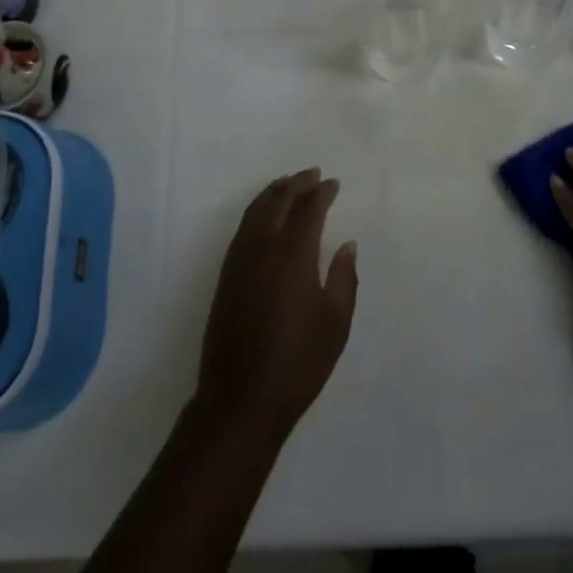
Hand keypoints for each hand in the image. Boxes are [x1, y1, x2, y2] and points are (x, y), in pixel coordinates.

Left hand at [193, 168, 358, 440]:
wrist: (240, 399)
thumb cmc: (297, 364)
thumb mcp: (335, 324)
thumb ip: (344, 278)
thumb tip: (347, 244)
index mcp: (293, 255)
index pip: (308, 210)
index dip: (321, 193)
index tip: (333, 183)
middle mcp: (263, 247)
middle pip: (278, 200)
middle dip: (296, 183)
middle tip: (313, 173)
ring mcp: (239, 258)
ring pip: (256, 209)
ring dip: (274, 192)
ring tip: (290, 184)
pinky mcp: (226, 273)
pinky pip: (244, 226)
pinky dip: (258, 209)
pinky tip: (266, 215)